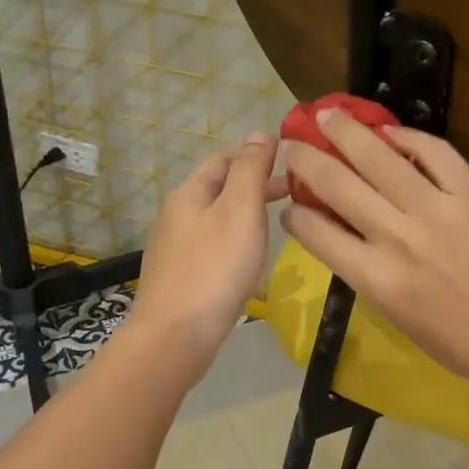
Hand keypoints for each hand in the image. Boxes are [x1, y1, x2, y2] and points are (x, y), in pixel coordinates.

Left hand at [127, 132, 277, 375]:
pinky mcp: (180, 276)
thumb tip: (259, 132)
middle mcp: (177, 215)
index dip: (254, 153)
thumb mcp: (240, 210)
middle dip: (254, 183)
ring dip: (246, 211)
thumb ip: (251, 170)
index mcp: (189, 193)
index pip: (223, 158)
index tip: (289, 159)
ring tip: (277, 221)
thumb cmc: (215, 268)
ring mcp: (175, 248)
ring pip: (216, 217)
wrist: (176, 336)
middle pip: (218, 187)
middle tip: (294, 189)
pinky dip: (235, 238)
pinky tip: (249, 256)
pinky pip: (212, 245)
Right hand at [280, 109, 468, 393]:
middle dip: (305, 159)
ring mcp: (436, 209)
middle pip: (336, 184)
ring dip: (347, 132)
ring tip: (328, 115)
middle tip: (292, 143)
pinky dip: (408, 137)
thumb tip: (342, 236)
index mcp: (374, 277)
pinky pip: (434, 152)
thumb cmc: (460, 344)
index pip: (315, 232)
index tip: (290, 202)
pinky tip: (390, 131)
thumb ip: (366, 272)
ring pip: (378, 157)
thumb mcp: (397, 317)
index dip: (295, 213)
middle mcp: (396, 237)